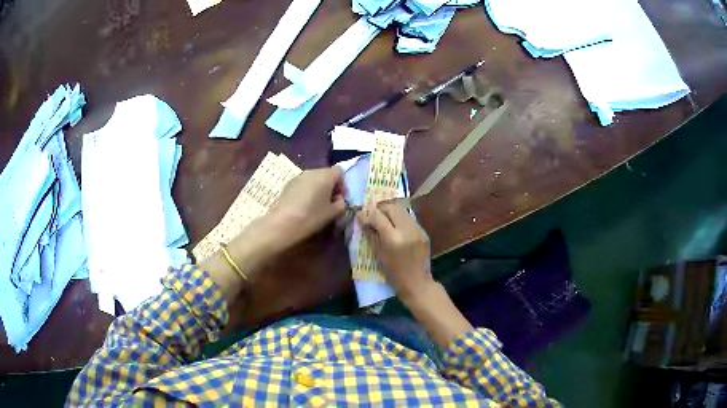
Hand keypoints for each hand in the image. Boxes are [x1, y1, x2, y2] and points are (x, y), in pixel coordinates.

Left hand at [269, 167, 346, 244]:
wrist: (282, 223)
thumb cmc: (311, 217)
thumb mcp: (333, 214)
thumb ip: (341, 204)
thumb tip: (338, 199)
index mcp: (325, 175)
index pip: (339, 172)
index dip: (342, 185)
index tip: (340, 199)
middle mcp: (312, 171)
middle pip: (326, 174)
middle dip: (331, 187)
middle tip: (330, 203)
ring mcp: (298, 176)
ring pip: (314, 179)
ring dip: (319, 189)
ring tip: (317, 205)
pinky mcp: (288, 184)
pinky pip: (303, 184)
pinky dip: (307, 191)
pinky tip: (304, 206)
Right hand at [356, 201, 433, 302]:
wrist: (417, 283)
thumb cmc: (393, 273)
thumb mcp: (378, 254)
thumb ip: (370, 234)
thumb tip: (362, 218)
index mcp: (393, 238)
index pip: (378, 216)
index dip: (367, 213)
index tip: (360, 213)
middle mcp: (407, 230)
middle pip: (392, 207)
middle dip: (380, 208)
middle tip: (372, 214)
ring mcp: (417, 229)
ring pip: (402, 210)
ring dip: (390, 211)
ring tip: (383, 219)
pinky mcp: (423, 231)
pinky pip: (409, 219)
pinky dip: (400, 219)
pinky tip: (395, 227)